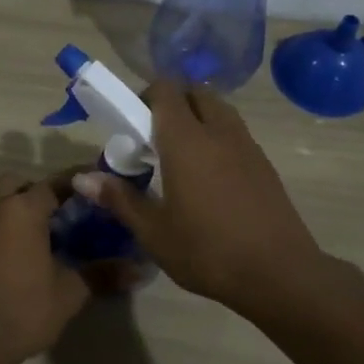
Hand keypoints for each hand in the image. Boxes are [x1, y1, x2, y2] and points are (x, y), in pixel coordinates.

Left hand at [0, 173, 93, 363]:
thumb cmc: (23, 311)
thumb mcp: (69, 293)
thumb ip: (102, 274)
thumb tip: (140, 269)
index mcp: (22, 211)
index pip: (53, 183)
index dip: (75, 182)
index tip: (94, 186)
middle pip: (17, 184)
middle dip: (38, 191)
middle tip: (62, 214)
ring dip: (17, 209)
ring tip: (40, 237)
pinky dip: (1, 229)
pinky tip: (15, 257)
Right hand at [74, 82, 319, 311]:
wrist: (280, 274)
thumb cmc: (208, 251)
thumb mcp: (154, 231)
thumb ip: (119, 198)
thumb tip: (83, 178)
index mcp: (186, 140)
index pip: (165, 90)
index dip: (144, 97)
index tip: (131, 124)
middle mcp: (219, 131)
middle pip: (195, 92)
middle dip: (172, 102)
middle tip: (154, 137)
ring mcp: (247, 145)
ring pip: (219, 110)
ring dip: (197, 117)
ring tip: (181, 156)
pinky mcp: (265, 164)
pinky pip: (235, 133)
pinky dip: (217, 138)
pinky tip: (209, 178)